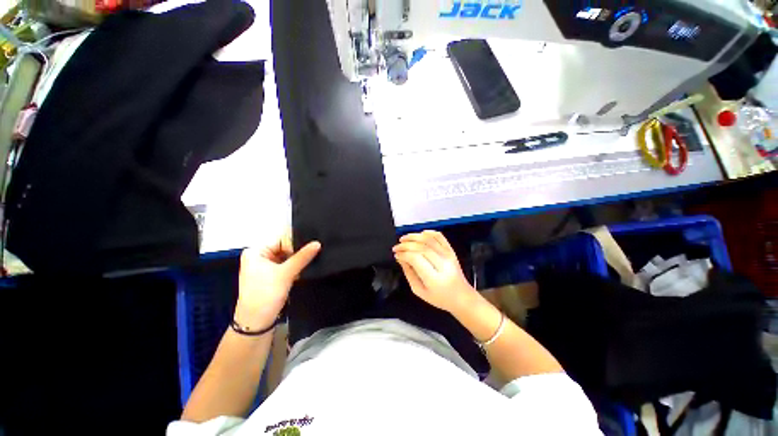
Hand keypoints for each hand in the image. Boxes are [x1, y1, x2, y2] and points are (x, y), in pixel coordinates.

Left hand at [235, 232, 320, 329]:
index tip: (312, 248)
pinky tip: (305, 269)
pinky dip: (295, 268)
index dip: (296, 244)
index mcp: (256, 251)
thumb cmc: (265, 295)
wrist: (256, 323)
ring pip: (287, 257)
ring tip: (311, 261)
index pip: (281, 240)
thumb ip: (302, 257)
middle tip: (315, 253)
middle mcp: (260, 256)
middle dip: (298, 252)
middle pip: (285, 248)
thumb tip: (318, 243)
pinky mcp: (272, 276)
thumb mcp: (285, 274)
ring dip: (298, 261)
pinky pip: (287, 266)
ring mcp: (266, 267)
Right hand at [393, 230, 477, 314]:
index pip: (416, 258)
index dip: (404, 254)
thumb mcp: (419, 291)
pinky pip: (440, 237)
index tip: (396, 254)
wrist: (462, 297)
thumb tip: (400, 258)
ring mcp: (449, 255)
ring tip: (404, 239)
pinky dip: (430, 233)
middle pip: (422, 247)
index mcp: (434, 278)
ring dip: (414, 236)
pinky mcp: (452, 251)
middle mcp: (443, 264)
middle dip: (406, 244)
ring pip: (430, 239)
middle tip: (396, 247)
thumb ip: (409, 273)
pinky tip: (420, 234)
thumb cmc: (439, 298)